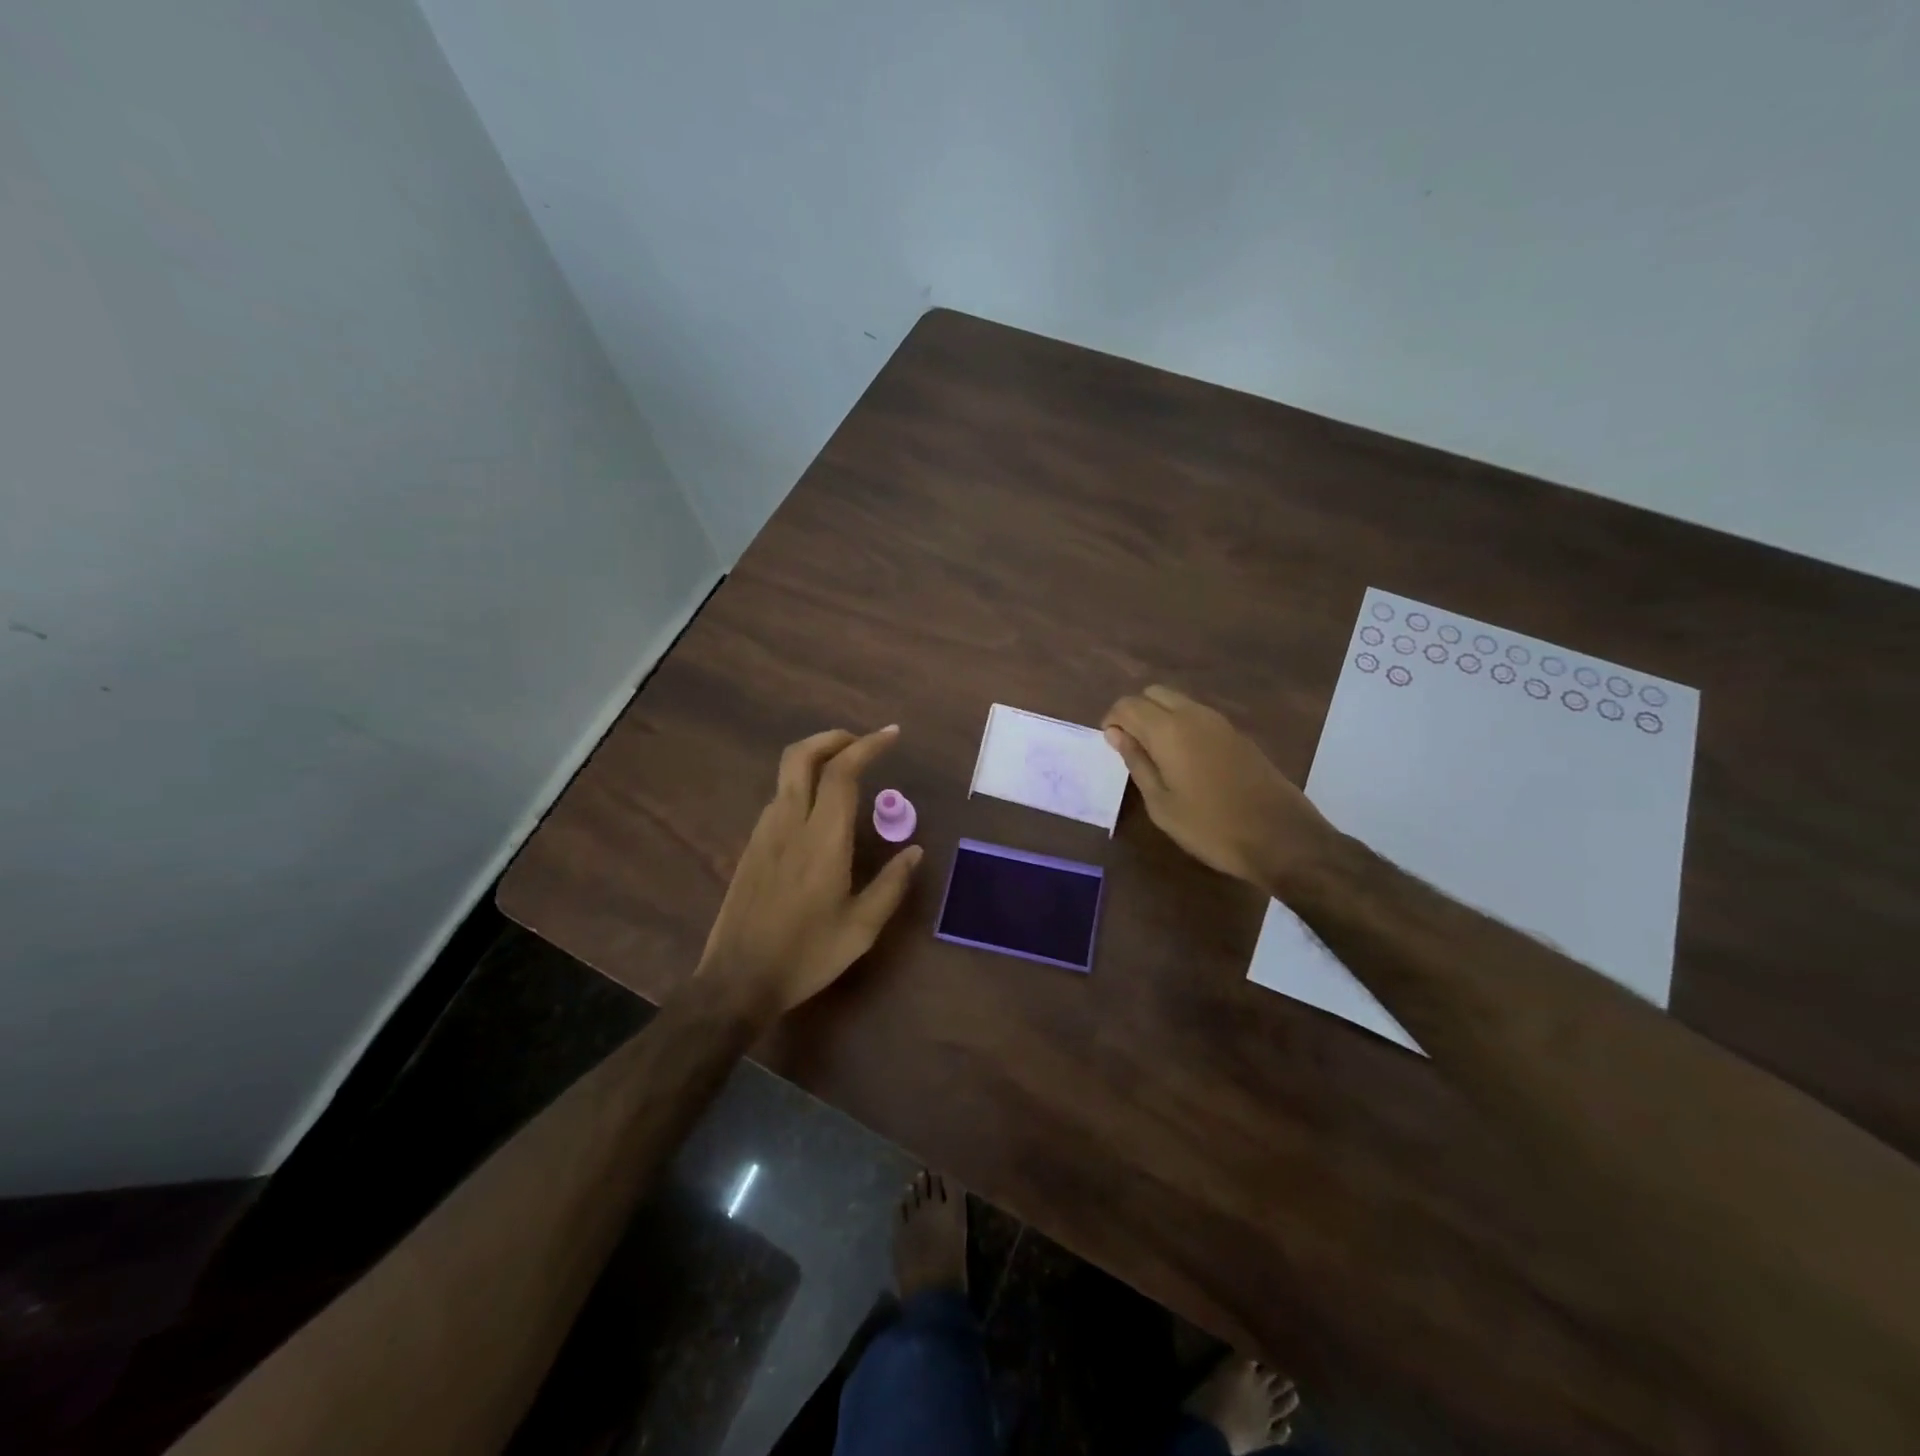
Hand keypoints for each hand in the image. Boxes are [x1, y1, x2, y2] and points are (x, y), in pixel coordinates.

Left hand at [699, 725, 922, 1013]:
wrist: (737, 980)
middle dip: (832, 737)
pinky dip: (803, 785)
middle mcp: (789, 824)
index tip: (892, 734)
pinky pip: (779, 799)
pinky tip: (821, 811)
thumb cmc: (806, 955)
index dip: (867, 745)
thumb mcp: (861, 928)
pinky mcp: (751, 847)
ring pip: (786, 775)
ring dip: (817, 759)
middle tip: (862, 742)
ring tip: (848, 773)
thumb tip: (915, 851)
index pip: (842, 772)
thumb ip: (891, 885)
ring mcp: (764, 833)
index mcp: (822, 839)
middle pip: (801, 755)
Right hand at [1102, 686, 1331, 888]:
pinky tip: (1184, 761)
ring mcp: (1220, 722)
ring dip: (1160, 718)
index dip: (1112, 720)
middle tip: (1131, 747)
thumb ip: (1137, 763)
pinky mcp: (1238, 735)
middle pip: (1154, 693)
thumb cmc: (1210, 827)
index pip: (1128, 704)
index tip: (1110, 745)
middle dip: (1136, 712)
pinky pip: (1199, 717)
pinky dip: (1182, 726)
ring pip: (1178, 702)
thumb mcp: (1161, 803)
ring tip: (1155, 756)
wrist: (1280, 838)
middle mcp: (1194, 715)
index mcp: (1169, 730)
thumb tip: (1116, 734)